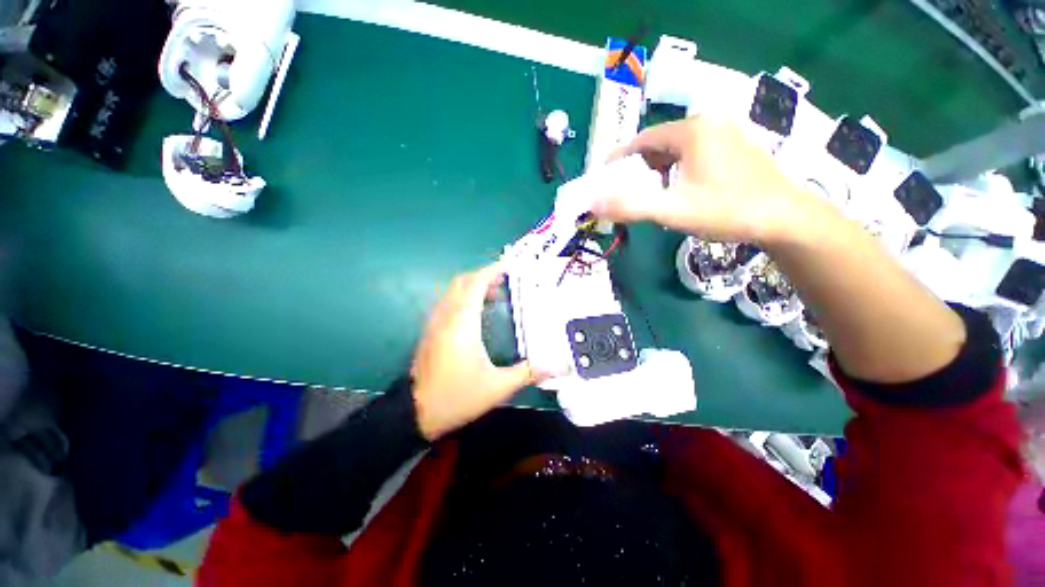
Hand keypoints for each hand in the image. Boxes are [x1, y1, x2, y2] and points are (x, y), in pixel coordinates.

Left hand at [411, 262, 541, 439]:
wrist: (416, 413)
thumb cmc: (457, 396)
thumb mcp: (497, 387)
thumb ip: (528, 372)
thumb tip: (557, 366)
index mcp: (463, 323)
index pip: (476, 283)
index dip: (492, 270)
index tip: (510, 266)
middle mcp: (447, 316)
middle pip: (463, 282)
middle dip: (484, 275)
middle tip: (506, 281)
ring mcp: (435, 322)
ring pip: (453, 291)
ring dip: (473, 286)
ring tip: (495, 294)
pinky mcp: (431, 330)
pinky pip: (448, 302)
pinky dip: (463, 297)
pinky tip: (477, 313)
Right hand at [592, 115, 830, 245]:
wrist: (787, 220)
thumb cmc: (728, 210)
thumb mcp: (673, 210)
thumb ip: (630, 206)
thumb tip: (592, 203)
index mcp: (692, 130)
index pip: (641, 140)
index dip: (618, 160)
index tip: (603, 180)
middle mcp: (708, 122)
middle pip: (658, 144)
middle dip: (636, 168)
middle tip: (625, 193)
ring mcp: (725, 133)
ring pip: (675, 150)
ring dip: (656, 171)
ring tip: (650, 195)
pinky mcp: (735, 147)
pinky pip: (693, 154)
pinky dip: (676, 171)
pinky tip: (679, 191)